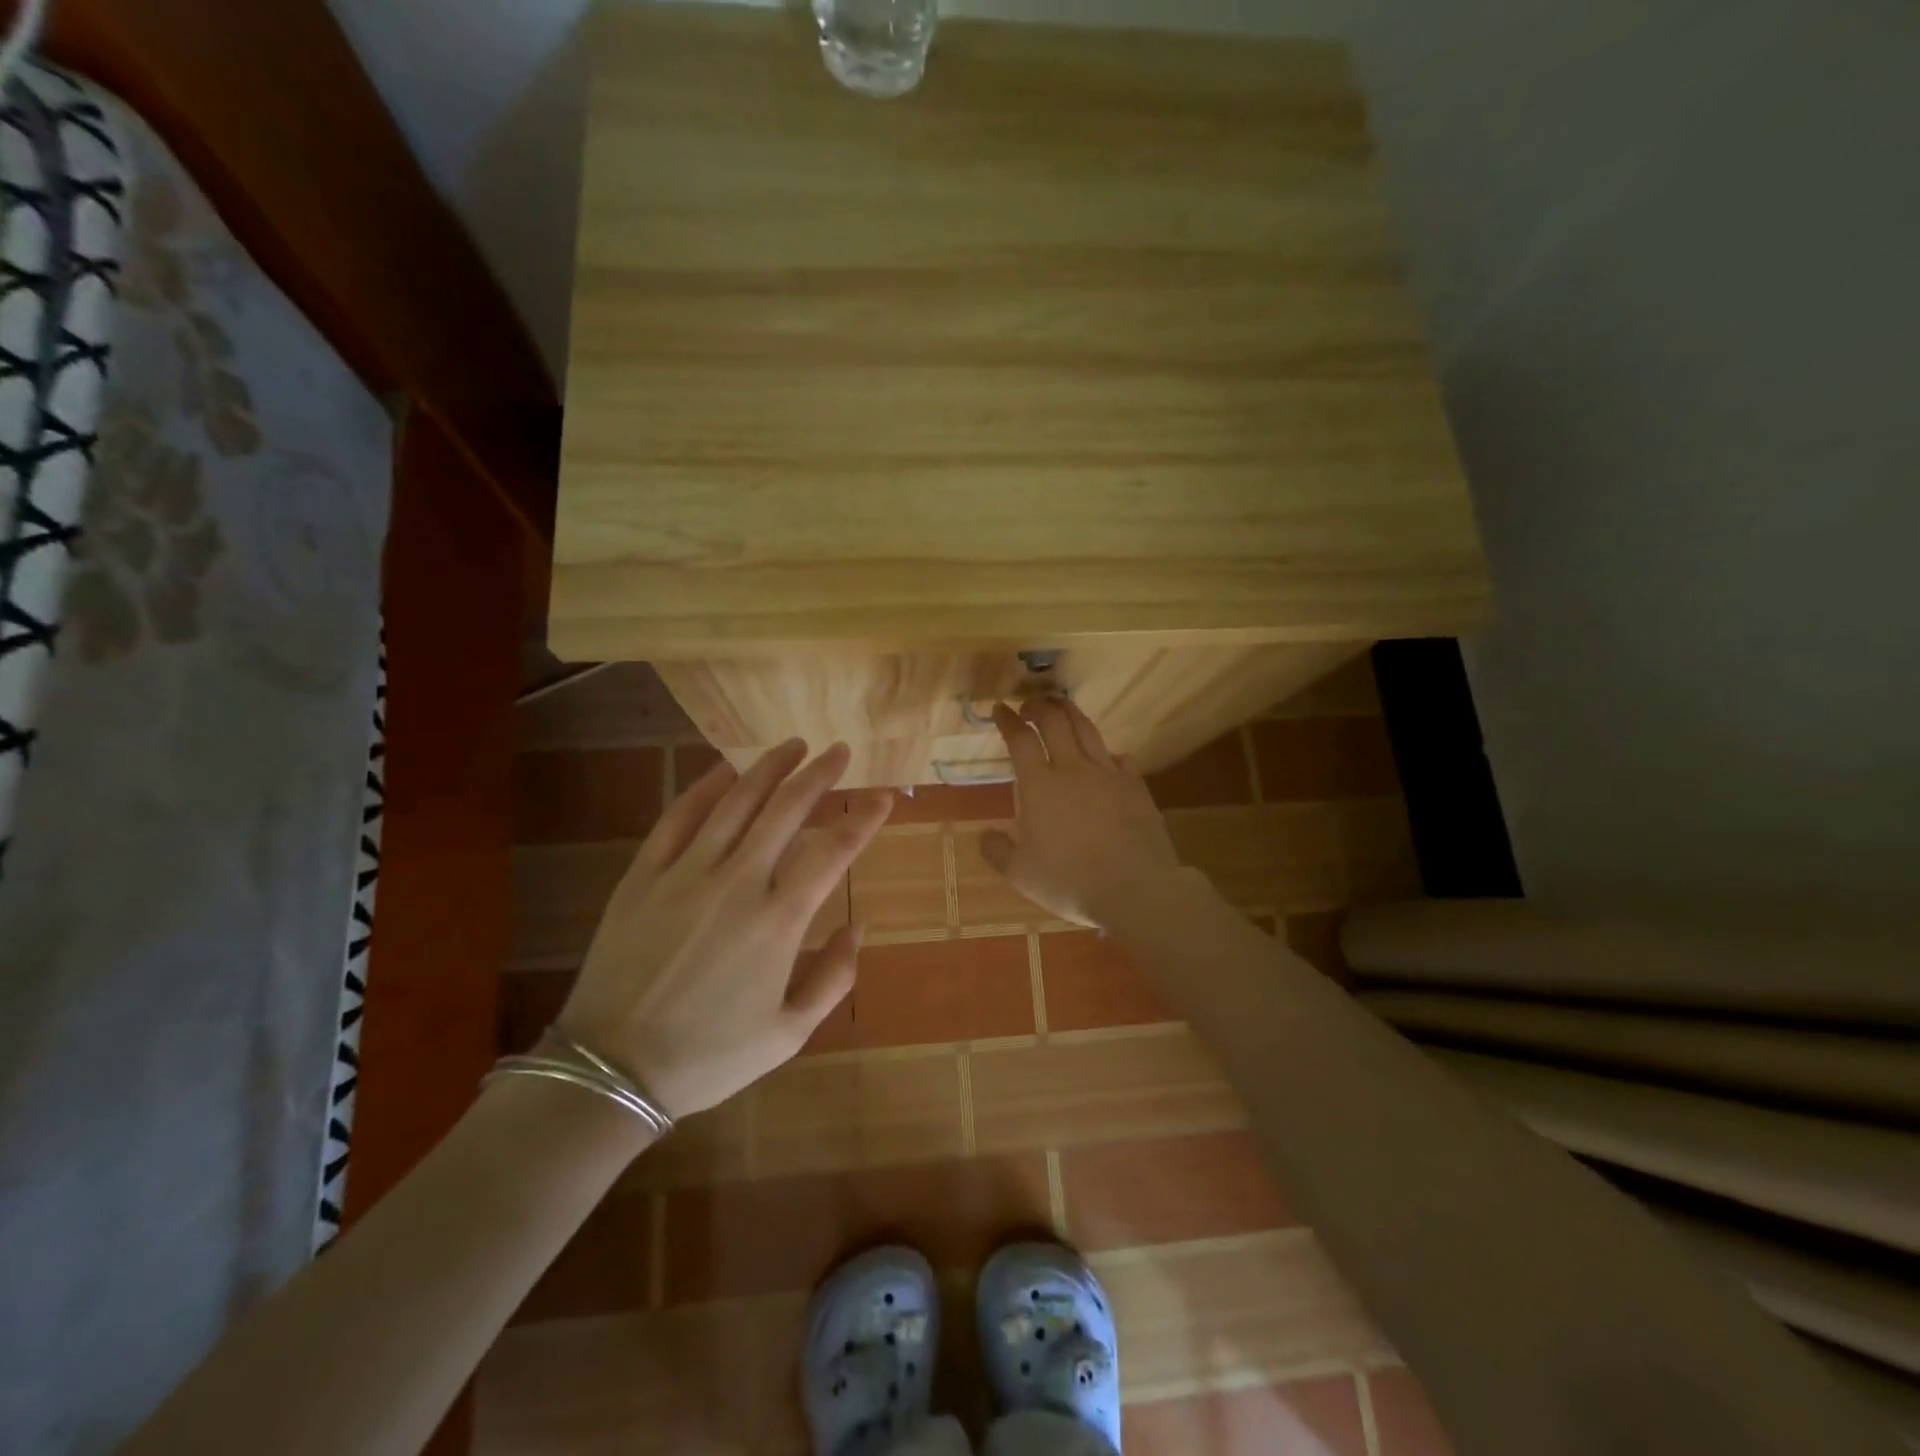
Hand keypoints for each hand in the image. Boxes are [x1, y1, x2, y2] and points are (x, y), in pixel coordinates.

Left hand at [555, 741, 890, 1118]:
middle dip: (819, 774)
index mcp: (778, 922)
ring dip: (769, 767)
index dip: (864, 819)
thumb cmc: (708, 1056)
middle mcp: (737, 883)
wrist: (610, 1070)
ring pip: (735, 802)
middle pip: (786, 809)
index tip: (882, 797)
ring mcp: (685, 873)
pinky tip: (725, 771)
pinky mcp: (643, 875)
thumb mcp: (788, 1034)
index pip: (833, 852)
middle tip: (839, 750)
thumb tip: (858, 927)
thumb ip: (834, 977)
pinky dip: (706, 787)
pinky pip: (678, 817)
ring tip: (793, 745)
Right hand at [982, 700, 1184, 927]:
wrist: (1134, 888)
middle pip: (1055, 722)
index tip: (1000, 709)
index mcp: (1040, 785)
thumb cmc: (1069, 881)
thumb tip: (986, 835)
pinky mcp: (1136, 786)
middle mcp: (1073, 769)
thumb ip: (997, 851)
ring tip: (1062, 708)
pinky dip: (1107, 751)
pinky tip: (1107, 756)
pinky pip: (1120, 757)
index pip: (1020, 739)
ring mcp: (1108, 774)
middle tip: (1030, 705)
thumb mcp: (1020, 874)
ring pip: (1088, 730)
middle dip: (1039, 706)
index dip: (1007, 720)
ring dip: (1071, 713)